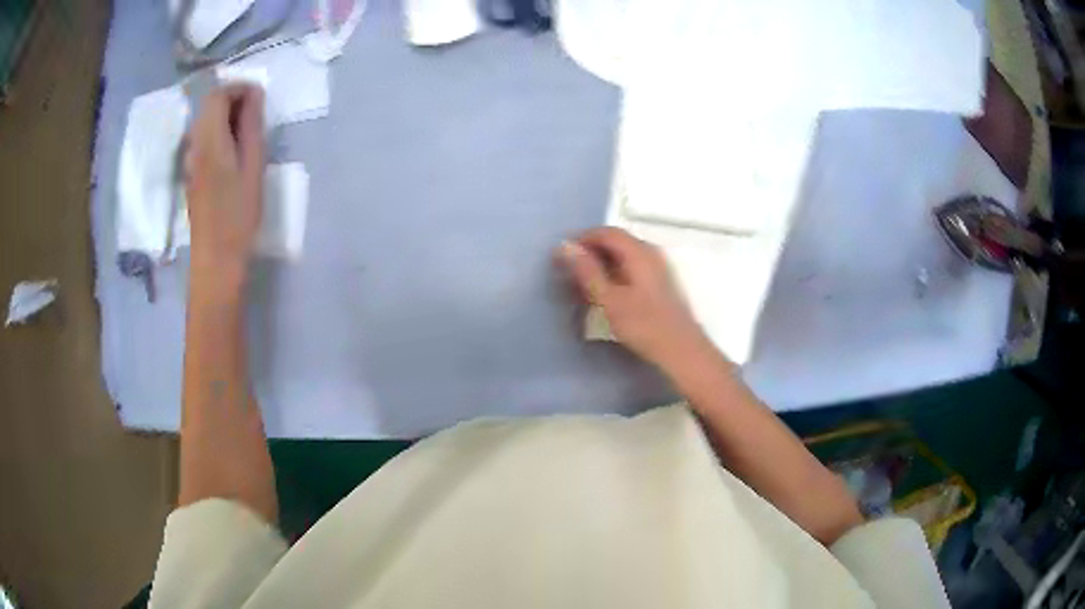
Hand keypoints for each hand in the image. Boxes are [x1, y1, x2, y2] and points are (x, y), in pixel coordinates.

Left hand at [184, 85, 264, 271]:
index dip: (238, 88)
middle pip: (208, 106)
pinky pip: (203, 139)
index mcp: (209, 140)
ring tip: (248, 135)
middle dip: (233, 101)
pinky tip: (234, 153)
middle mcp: (194, 145)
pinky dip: (219, 133)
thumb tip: (254, 94)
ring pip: (205, 122)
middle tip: (257, 116)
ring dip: (226, 117)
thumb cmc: (238, 215)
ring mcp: (190, 160)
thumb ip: (251, 126)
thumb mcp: (253, 167)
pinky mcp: (191, 173)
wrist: (215, 259)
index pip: (217, 95)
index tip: (259, 98)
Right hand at [559, 227, 715, 371]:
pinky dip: (614, 274)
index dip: (582, 239)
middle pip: (616, 242)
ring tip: (582, 284)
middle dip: (590, 252)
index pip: (606, 232)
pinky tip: (605, 293)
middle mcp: (650, 253)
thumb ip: (587, 271)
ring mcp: (658, 268)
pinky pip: (632, 268)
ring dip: (601, 264)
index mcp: (639, 252)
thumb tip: (565, 247)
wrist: (682, 351)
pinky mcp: (660, 283)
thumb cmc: (644, 325)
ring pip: (624, 256)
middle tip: (568, 270)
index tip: (562, 256)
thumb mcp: (609, 299)